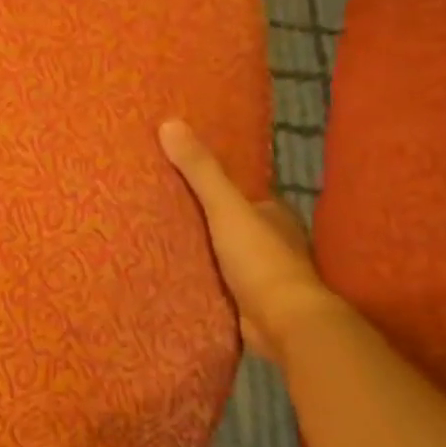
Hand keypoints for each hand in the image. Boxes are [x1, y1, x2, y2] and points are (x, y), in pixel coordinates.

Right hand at [158, 118, 343, 362]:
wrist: (284, 323)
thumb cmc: (260, 259)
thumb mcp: (225, 207)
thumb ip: (200, 170)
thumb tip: (170, 123)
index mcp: (273, 214)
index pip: (241, 191)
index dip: (215, 184)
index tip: (180, 177)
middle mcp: (272, 241)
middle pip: (232, 223)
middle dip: (205, 218)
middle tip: (162, 207)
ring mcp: (262, 275)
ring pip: (226, 254)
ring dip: (203, 250)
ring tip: (161, 239)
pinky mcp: (250, 303)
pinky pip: (220, 283)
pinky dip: (203, 278)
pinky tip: (177, 275)